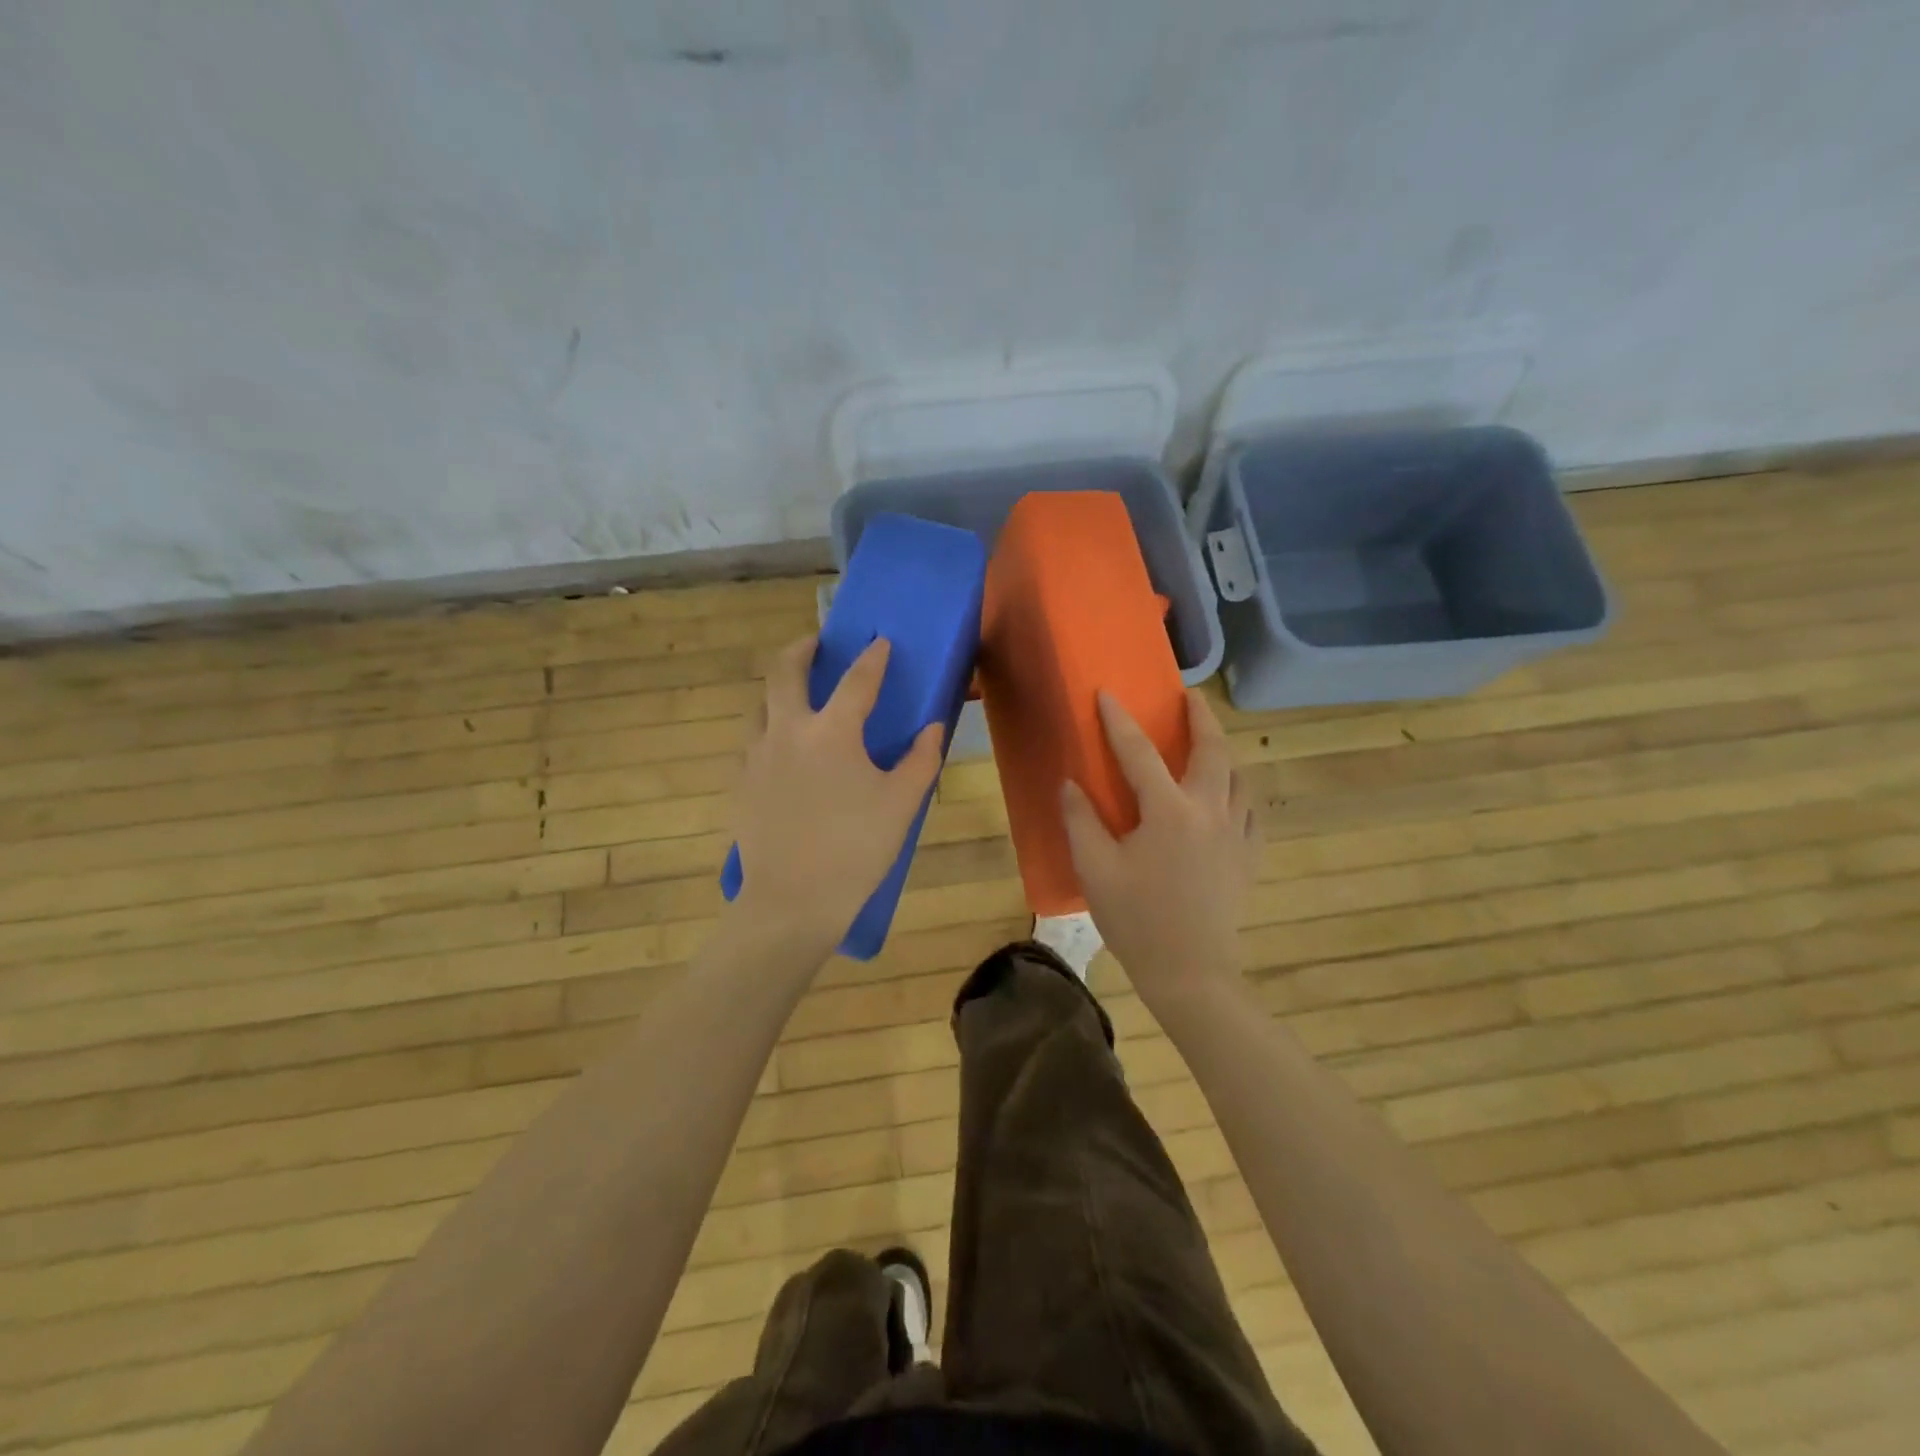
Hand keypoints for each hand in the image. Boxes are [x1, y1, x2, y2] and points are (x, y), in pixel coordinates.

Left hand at [729, 635, 944, 957]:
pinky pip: (752, 740)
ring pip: (761, 704)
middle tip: (815, 643)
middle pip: (785, 672)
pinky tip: (781, 747)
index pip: (857, 681)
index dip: (872, 658)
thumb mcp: (901, 804)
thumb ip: (920, 760)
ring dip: (779, 688)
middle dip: (801, 649)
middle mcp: (787, 732)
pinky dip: (769, 727)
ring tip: (796, 692)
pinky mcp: (741, 783)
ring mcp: (757, 756)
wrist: (792, 900)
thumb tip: (931, 728)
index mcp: (831, 733)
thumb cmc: (855, 850)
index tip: (879, 641)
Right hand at [1061, 689, 1260, 1009]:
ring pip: (1239, 776)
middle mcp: (1209, 811)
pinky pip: (1251, 811)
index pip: (1139, 753)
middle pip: (1212, 750)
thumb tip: (1070, 784)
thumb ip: (1081, 821)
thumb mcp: (1096, 870)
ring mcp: (1236, 834)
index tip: (1108, 693)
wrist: (1192, 973)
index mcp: (1169, 811)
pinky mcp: (1248, 857)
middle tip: (1189, 697)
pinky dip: (1240, 792)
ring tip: (1209, 742)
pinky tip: (1229, 797)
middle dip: (1200, 718)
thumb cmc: (1137, 920)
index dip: (1119, 721)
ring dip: (1224, 751)